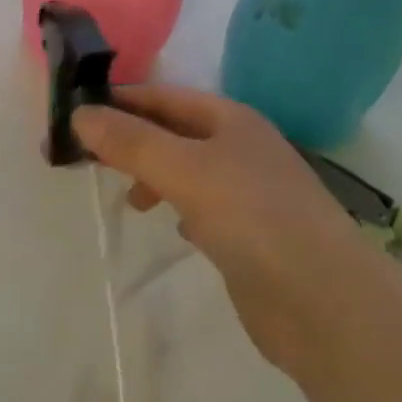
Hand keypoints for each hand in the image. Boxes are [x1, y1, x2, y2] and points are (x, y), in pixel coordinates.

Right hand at [74, 84, 375, 380]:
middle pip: (173, 132)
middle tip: (83, 156)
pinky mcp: (249, 235)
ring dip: (153, 173)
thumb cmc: (255, 217)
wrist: (327, 304)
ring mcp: (247, 192)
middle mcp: (239, 147)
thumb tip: (81, 114)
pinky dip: (178, 206)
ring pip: (186, 169)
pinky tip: (169, 222)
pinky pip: (202, 206)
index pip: (163, 97)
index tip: (74, 114)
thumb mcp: (186, 170)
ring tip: (124, 193)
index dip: (120, 102)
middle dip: (131, 140)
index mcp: (230, 118)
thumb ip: (133, 143)